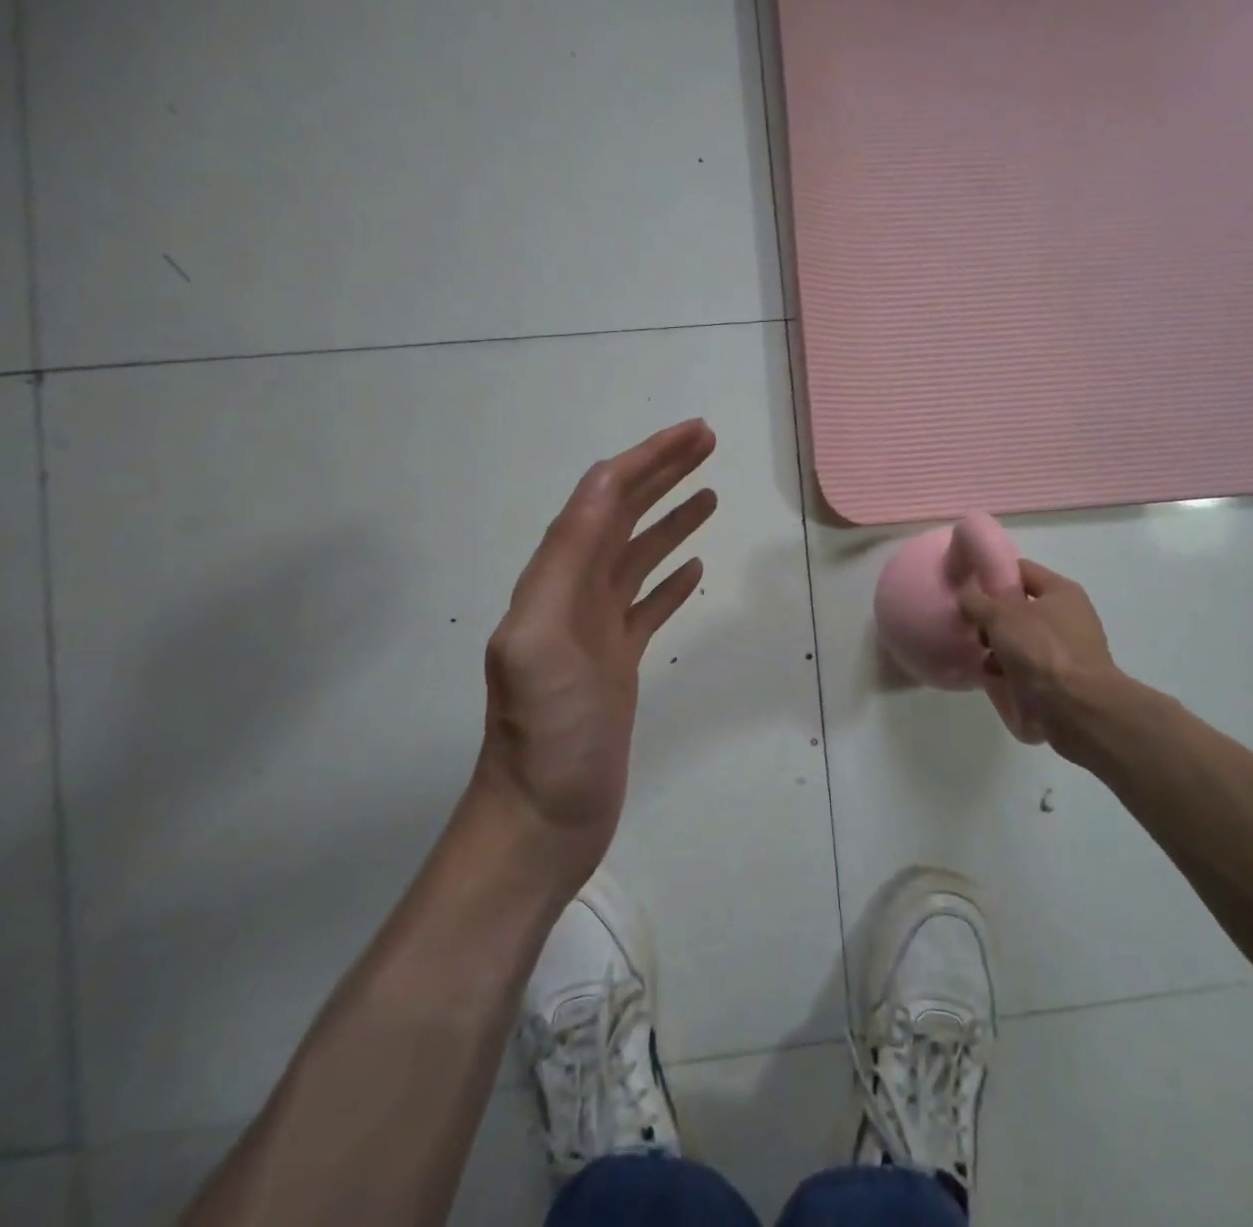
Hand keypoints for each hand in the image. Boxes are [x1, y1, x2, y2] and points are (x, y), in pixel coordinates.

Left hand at [469, 419, 717, 894]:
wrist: (543, 818)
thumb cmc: (546, 733)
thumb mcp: (542, 637)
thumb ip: (567, 557)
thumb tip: (605, 482)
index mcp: (555, 579)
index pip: (603, 498)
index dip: (647, 459)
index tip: (693, 433)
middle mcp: (573, 593)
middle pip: (622, 516)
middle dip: (663, 474)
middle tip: (708, 444)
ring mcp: (596, 629)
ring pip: (638, 556)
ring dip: (671, 519)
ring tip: (710, 494)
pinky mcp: (617, 662)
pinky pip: (648, 605)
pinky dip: (671, 578)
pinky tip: (694, 566)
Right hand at [959, 559, 1122, 755]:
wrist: (1076, 709)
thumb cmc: (1041, 650)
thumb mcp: (1000, 616)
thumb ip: (977, 601)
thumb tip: (966, 597)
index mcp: (1061, 591)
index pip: (1021, 570)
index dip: (993, 574)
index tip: (967, 586)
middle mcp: (1067, 617)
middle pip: (1018, 608)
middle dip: (992, 619)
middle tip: (972, 628)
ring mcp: (1065, 651)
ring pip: (1019, 640)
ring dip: (997, 648)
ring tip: (981, 659)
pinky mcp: (1060, 680)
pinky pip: (1025, 668)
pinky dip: (1008, 672)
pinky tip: (993, 679)